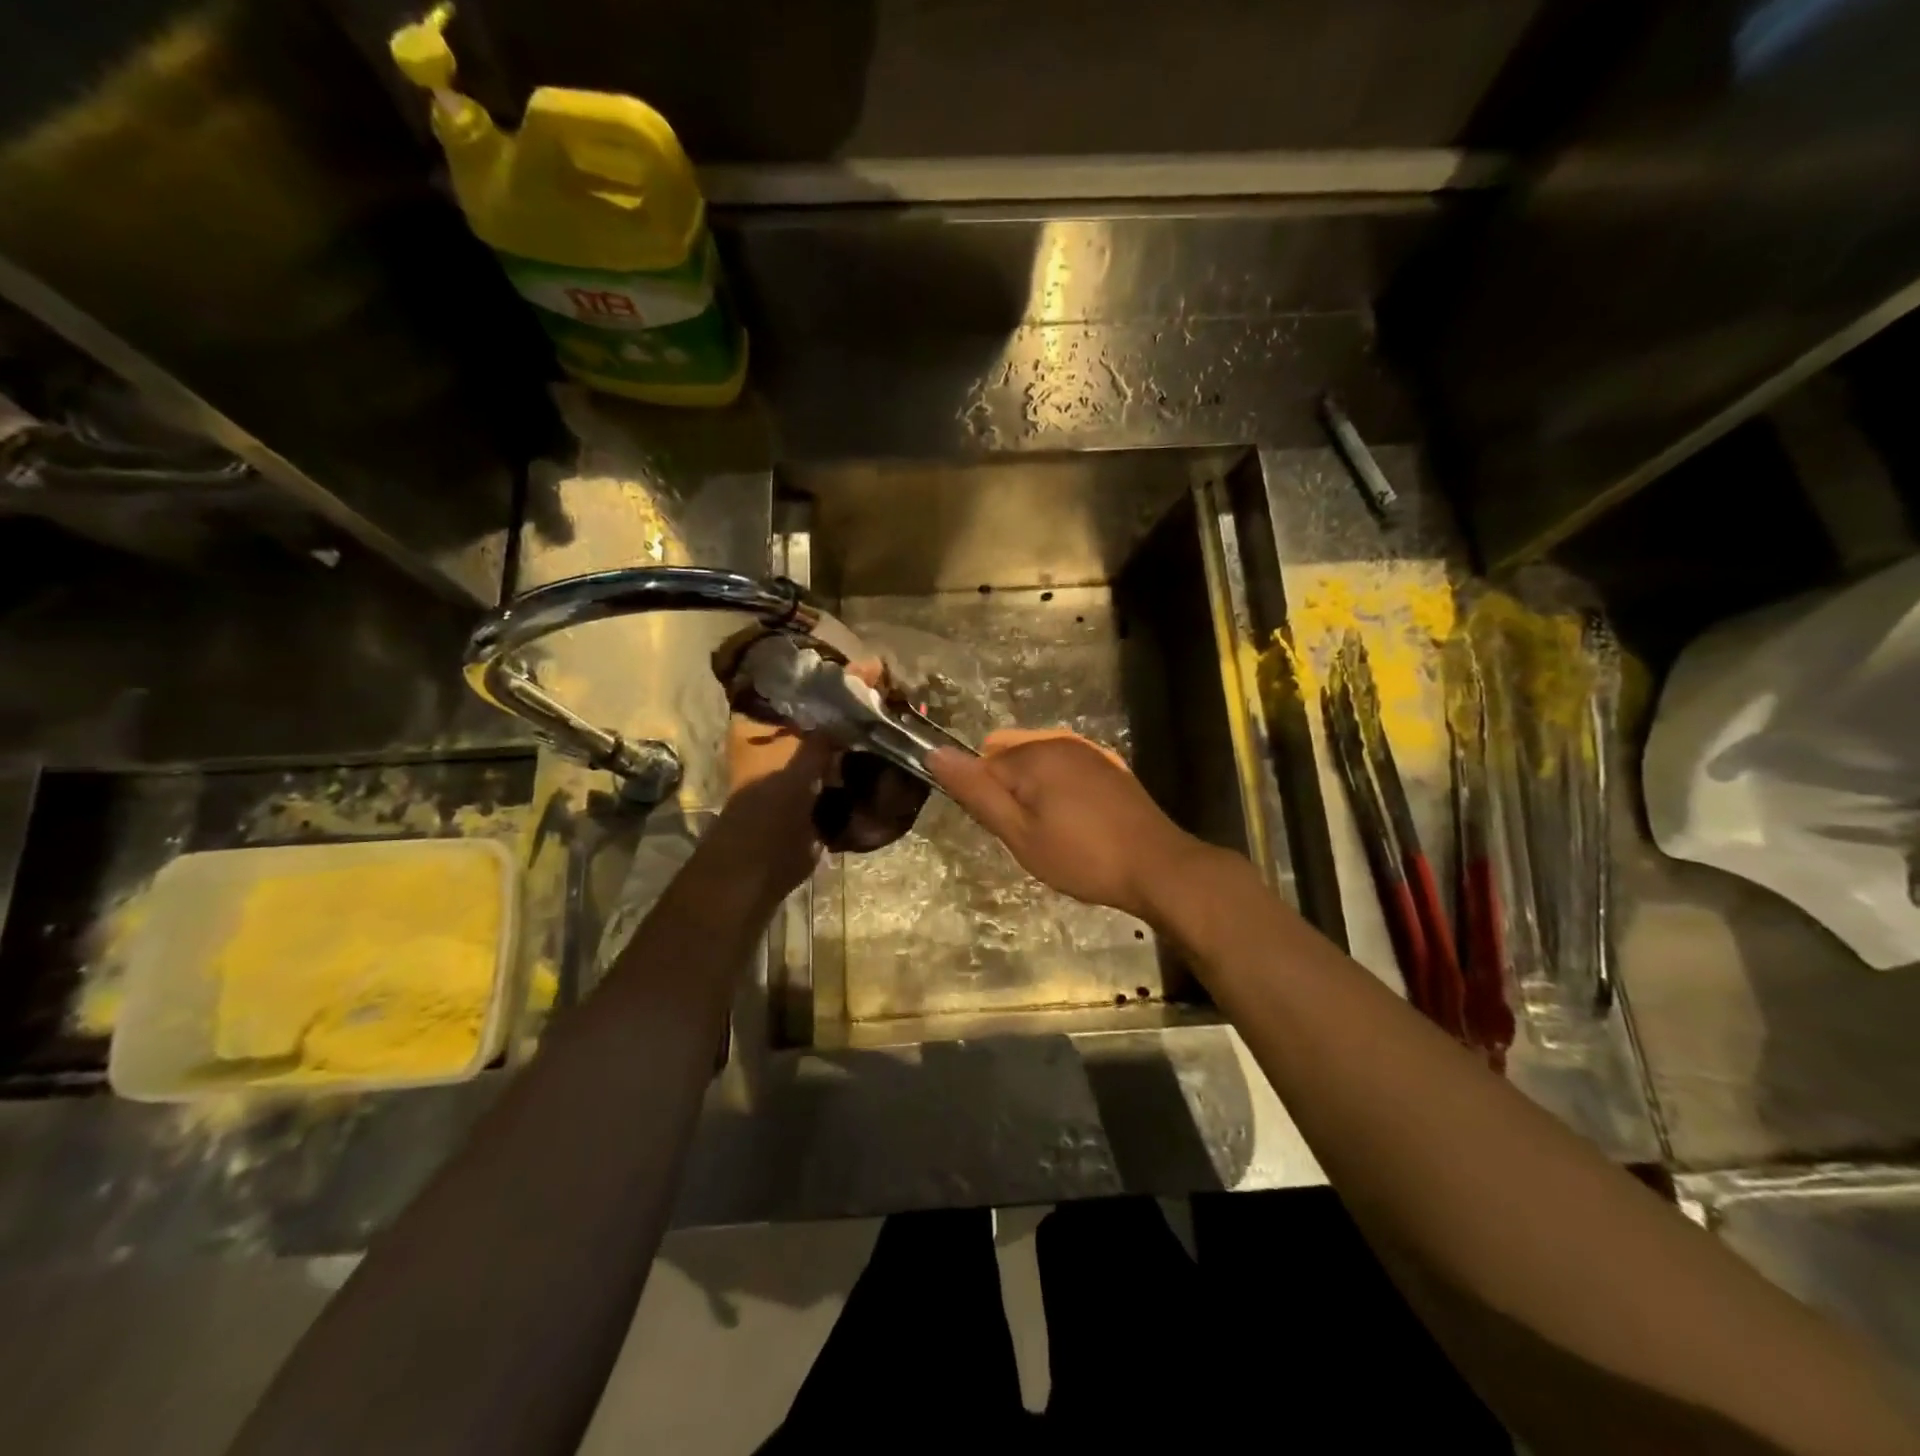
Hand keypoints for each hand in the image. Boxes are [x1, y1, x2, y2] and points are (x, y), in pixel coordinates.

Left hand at [718, 660, 891, 896]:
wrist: (765, 861)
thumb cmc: (772, 799)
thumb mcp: (804, 748)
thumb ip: (839, 712)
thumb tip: (873, 665)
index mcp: (761, 720)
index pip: (800, 683)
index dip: (834, 674)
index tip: (871, 668)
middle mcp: (778, 738)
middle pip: (824, 711)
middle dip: (855, 705)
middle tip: (892, 691)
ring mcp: (799, 765)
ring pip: (838, 738)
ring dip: (864, 732)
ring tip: (898, 713)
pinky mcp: (818, 789)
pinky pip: (846, 765)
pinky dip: (865, 759)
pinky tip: (893, 746)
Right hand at [927, 729, 1208, 922]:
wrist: (1158, 868)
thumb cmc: (1082, 856)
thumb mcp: (1019, 833)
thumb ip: (976, 792)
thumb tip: (934, 752)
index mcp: (1033, 753)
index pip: (982, 765)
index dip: (987, 803)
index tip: (1008, 833)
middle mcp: (1059, 741)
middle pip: (1009, 763)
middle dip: (1010, 796)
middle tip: (1031, 837)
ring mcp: (1087, 752)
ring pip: (1037, 768)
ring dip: (1034, 797)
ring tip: (1055, 836)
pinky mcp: (1108, 767)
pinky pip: (1064, 772)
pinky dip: (1059, 795)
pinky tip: (1078, 826)